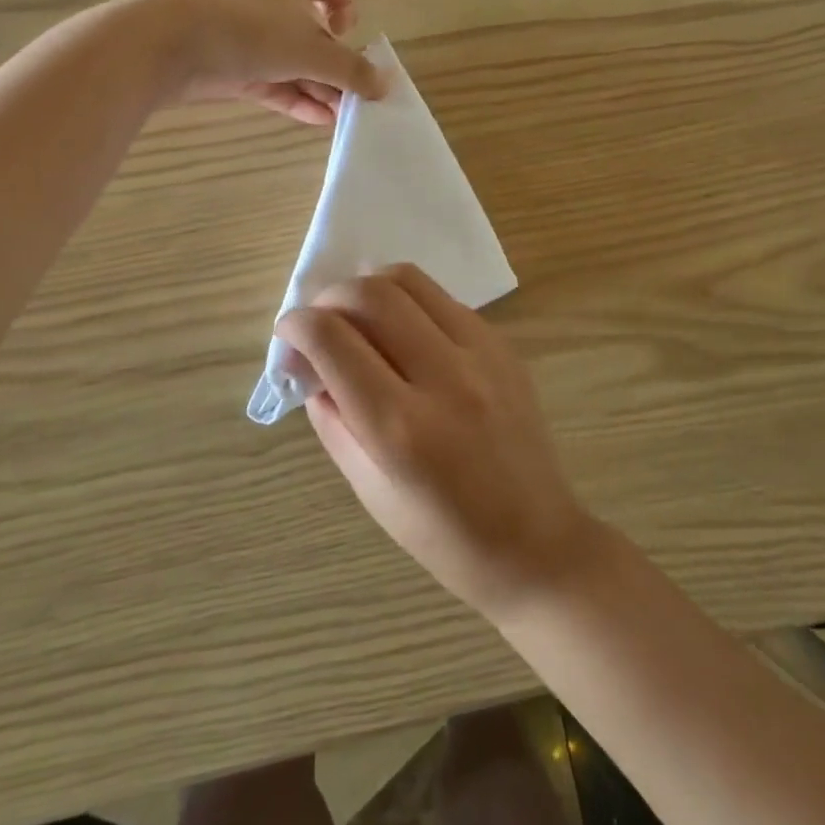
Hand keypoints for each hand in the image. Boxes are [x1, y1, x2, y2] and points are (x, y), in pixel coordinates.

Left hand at [135, 0, 384, 125]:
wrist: (160, 43)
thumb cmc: (246, 29)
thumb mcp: (310, 50)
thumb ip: (352, 70)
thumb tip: (386, 85)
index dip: (347, 9)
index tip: (348, 38)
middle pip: (312, 30)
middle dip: (335, 65)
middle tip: (354, 97)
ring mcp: (243, 31)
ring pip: (289, 58)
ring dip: (317, 86)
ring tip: (341, 118)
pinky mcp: (224, 61)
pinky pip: (268, 78)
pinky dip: (291, 95)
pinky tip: (315, 120)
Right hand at [277, 264, 602, 617]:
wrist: (536, 544)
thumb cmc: (444, 536)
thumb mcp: (369, 489)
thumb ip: (332, 418)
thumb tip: (309, 364)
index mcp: (400, 427)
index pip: (333, 340)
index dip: (296, 325)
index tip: (288, 333)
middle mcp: (444, 377)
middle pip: (372, 294)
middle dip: (330, 297)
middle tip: (320, 322)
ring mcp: (481, 354)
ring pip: (410, 280)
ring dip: (370, 287)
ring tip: (360, 317)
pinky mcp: (503, 345)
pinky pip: (443, 300)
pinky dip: (409, 303)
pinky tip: (404, 334)